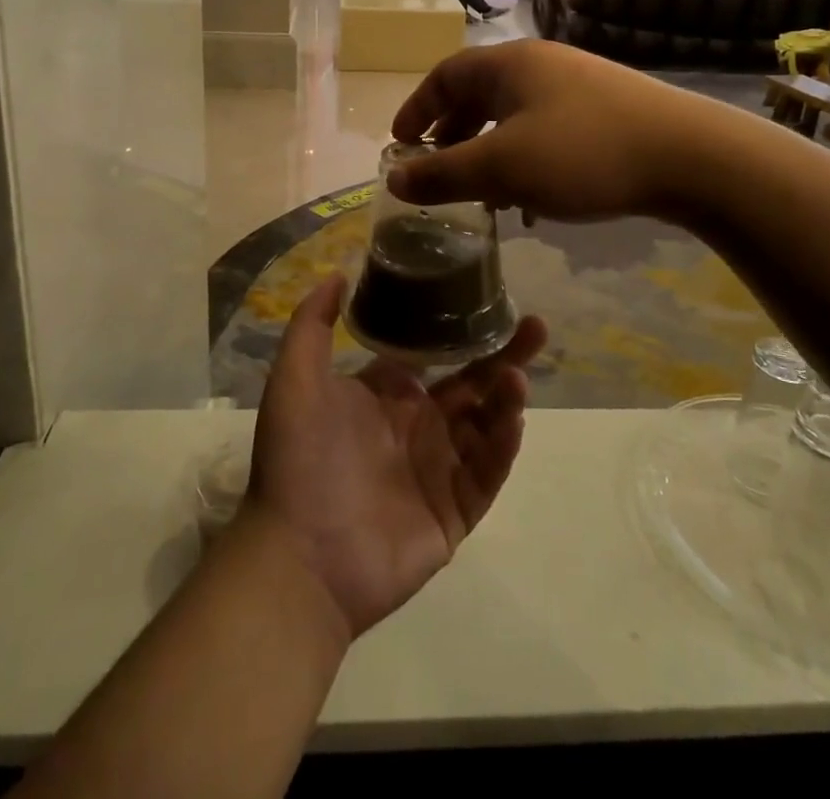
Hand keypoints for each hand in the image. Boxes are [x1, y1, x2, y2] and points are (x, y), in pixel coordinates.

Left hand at [246, 275, 545, 638]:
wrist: (299, 556)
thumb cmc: (298, 459)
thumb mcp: (295, 378)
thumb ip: (313, 323)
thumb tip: (338, 272)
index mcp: (388, 396)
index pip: (436, 354)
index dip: (462, 330)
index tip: (489, 299)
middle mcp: (419, 426)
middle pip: (473, 383)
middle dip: (504, 353)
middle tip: (535, 325)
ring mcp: (440, 469)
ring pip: (487, 424)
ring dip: (506, 396)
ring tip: (517, 372)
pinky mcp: (456, 511)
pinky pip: (487, 471)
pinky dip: (503, 444)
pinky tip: (512, 416)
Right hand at [387, 40, 693, 221]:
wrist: (691, 156)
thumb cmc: (583, 153)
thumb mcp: (503, 167)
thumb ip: (444, 173)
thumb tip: (395, 177)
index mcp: (510, 64)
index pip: (445, 75)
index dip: (417, 108)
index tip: (400, 144)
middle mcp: (541, 65)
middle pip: (479, 93)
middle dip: (452, 133)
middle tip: (439, 170)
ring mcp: (577, 86)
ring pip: (514, 115)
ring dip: (489, 150)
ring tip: (484, 192)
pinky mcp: (605, 111)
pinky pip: (545, 130)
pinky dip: (524, 157)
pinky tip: (535, 196)